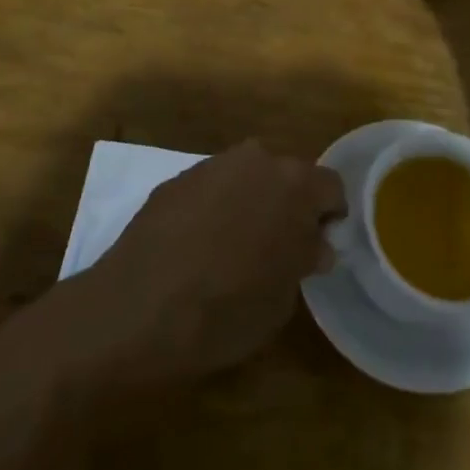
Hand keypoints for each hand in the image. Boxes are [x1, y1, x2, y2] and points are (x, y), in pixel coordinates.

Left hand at [66, 140, 345, 395]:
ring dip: (250, 203)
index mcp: (294, 184)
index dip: (330, 218)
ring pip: (247, 178)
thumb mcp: (283, 299)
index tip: (318, 249)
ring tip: (234, 247)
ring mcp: (212, 165)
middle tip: (278, 248)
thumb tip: (312, 244)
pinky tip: (197, 246)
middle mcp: (256, 160)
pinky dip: (214, 209)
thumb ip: (304, 259)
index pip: (332, 187)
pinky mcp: (176, 179)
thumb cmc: (226, 309)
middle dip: (289, 205)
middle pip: (287, 175)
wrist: (138, 309)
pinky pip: (211, 189)